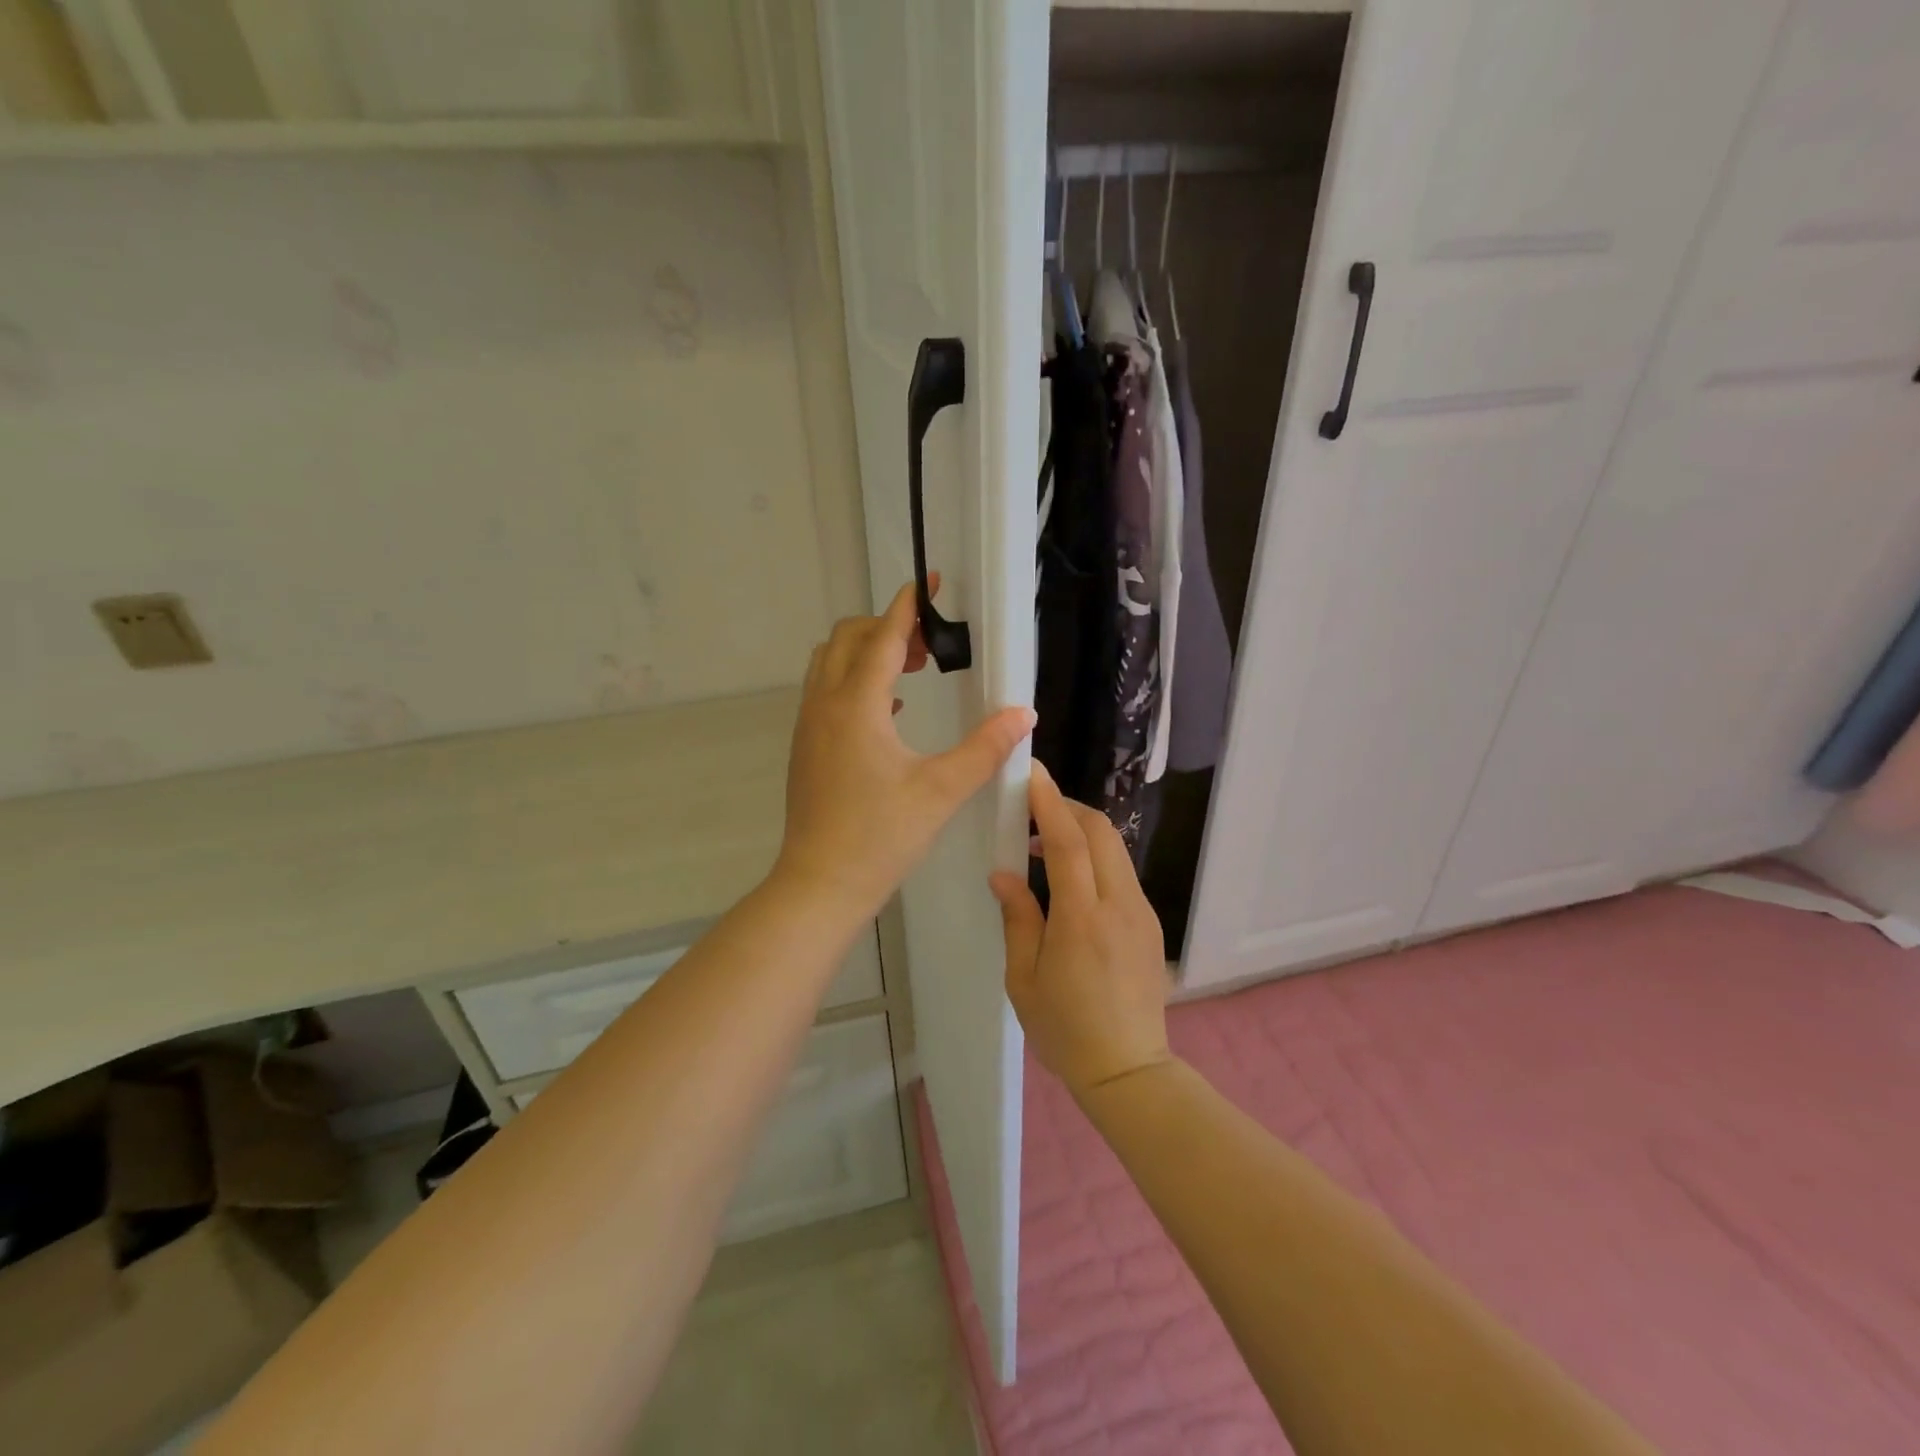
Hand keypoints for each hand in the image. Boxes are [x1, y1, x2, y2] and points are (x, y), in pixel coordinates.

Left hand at [776, 581, 1035, 919]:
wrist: (821, 884)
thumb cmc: (881, 836)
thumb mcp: (942, 790)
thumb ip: (985, 748)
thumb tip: (1024, 714)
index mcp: (856, 705)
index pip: (881, 635)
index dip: (909, 605)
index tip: (932, 583)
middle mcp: (824, 704)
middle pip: (848, 638)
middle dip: (887, 627)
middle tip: (931, 646)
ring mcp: (808, 726)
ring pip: (830, 663)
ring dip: (867, 653)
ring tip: (911, 670)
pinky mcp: (806, 747)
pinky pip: (826, 692)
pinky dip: (854, 681)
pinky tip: (891, 711)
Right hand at [990, 761, 1172, 1097]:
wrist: (1128, 1070)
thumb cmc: (1064, 1030)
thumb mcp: (1024, 979)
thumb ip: (1018, 918)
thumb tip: (1003, 873)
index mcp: (1082, 920)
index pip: (1068, 842)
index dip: (1049, 803)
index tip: (1032, 773)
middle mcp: (1120, 907)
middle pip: (1101, 832)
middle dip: (1068, 808)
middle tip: (1033, 808)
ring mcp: (1142, 914)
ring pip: (1115, 850)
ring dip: (1082, 832)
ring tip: (1043, 846)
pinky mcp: (1149, 924)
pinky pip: (1121, 874)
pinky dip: (1095, 858)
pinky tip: (1070, 881)